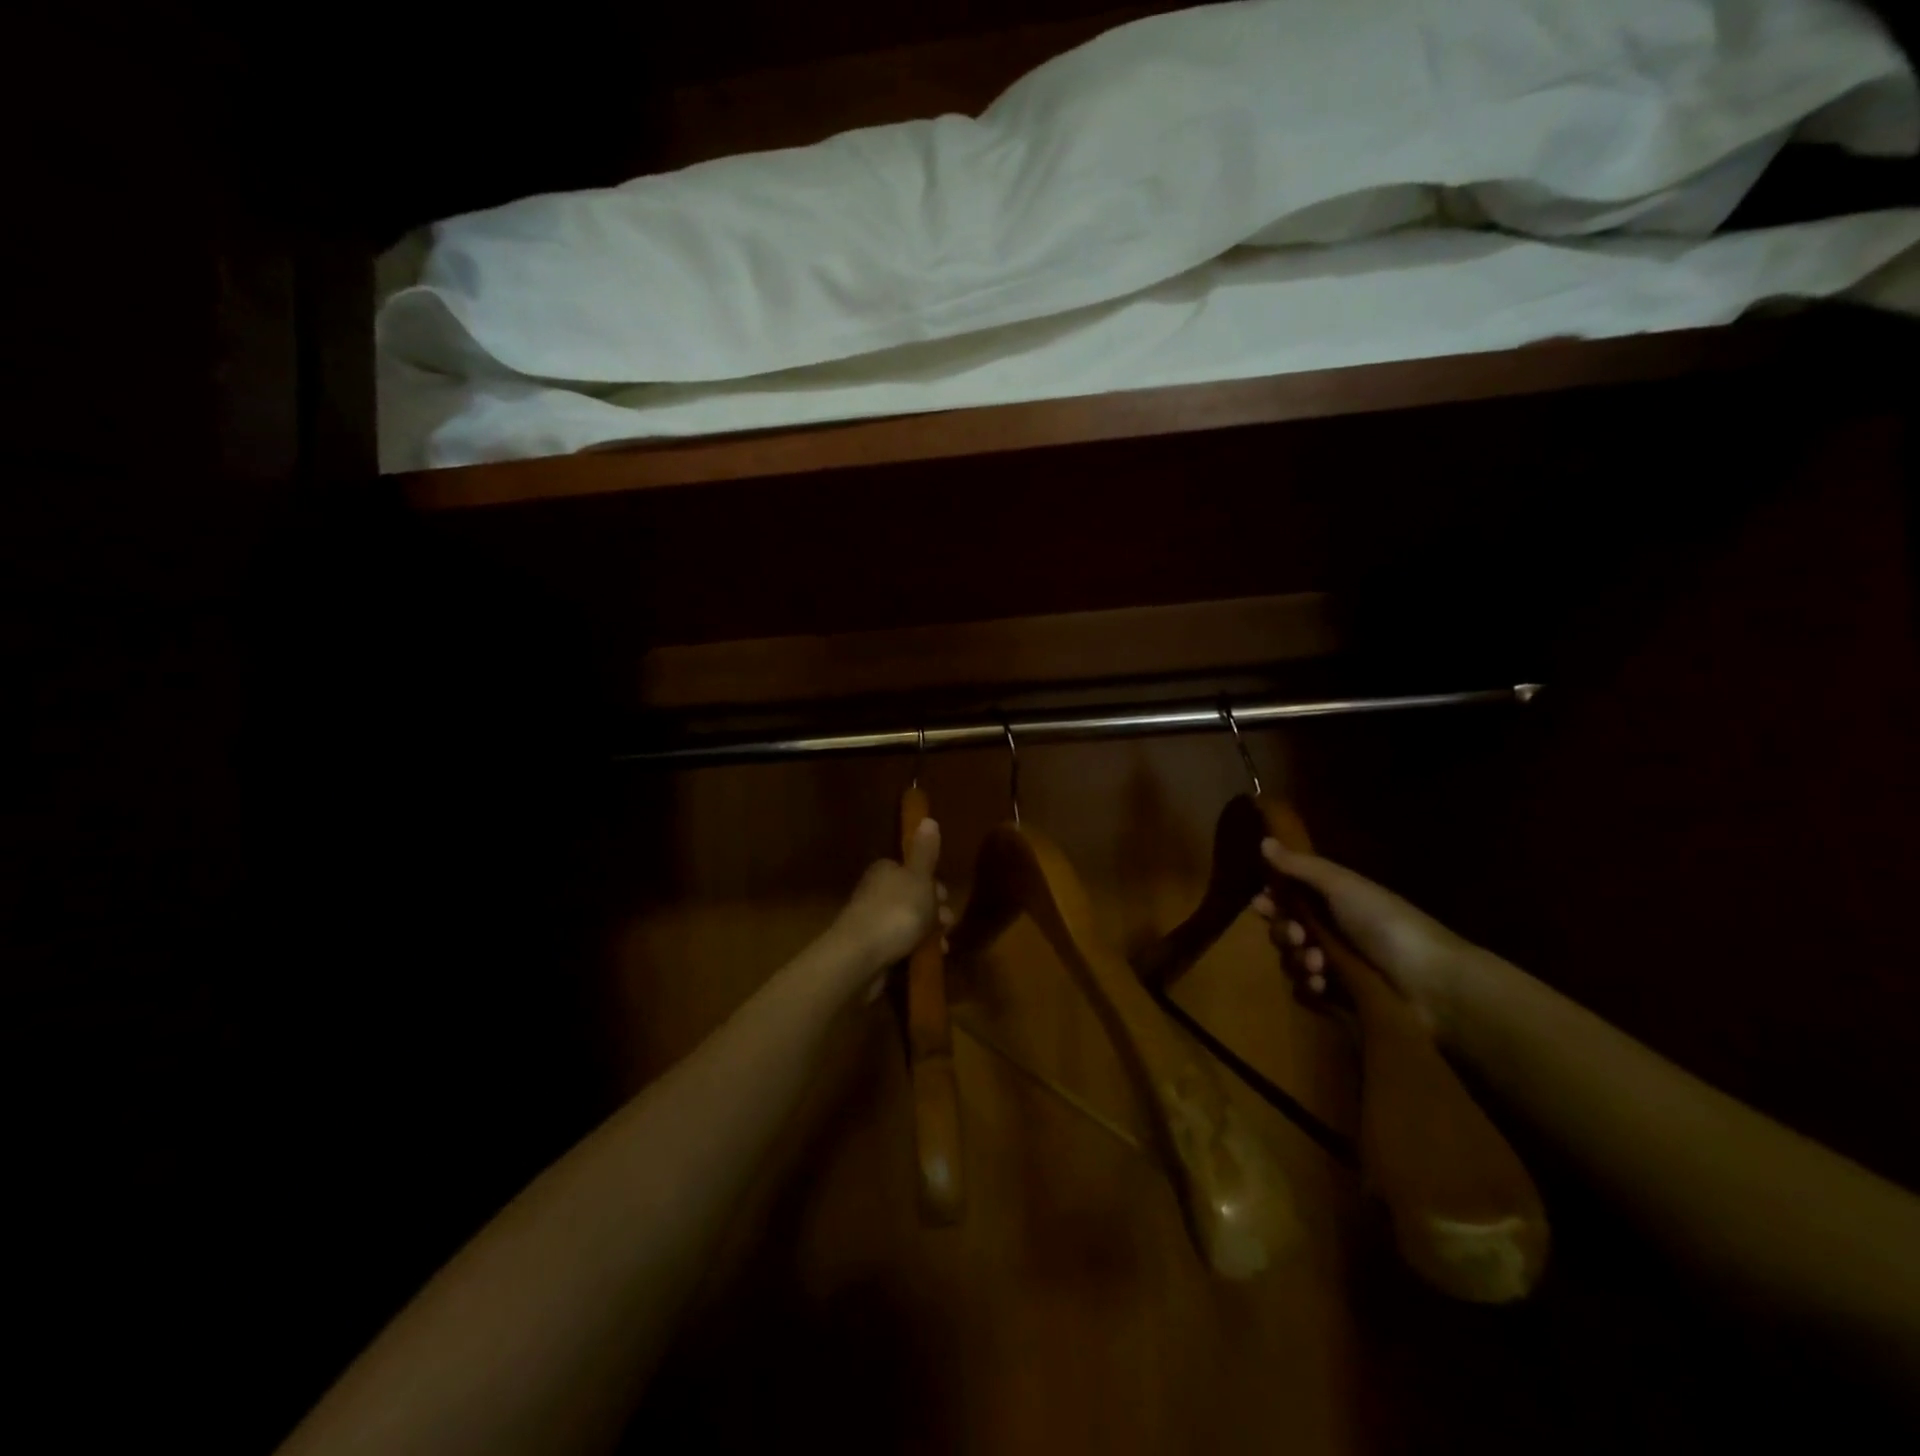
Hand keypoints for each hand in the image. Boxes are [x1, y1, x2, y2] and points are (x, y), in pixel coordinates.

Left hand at [828, 818, 951, 998]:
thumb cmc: (896, 911)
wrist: (861, 957)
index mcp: (885, 871)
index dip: (932, 883)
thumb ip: (925, 852)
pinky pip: (900, 945)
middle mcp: (876, 892)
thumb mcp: (919, 878)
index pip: (912, 871)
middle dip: (934, 911)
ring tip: (942, 946)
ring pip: (908, 923)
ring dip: (928, 933)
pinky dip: (916, 950)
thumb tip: (927, 819)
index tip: (945, 897)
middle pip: (912, 898)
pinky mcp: (871, 948)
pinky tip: (928, 959)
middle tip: (947, 924)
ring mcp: (872, 922)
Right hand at [1251, 840, 1478, 1032]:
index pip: (1289, 895)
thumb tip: (1263, 841)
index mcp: (1334, 899)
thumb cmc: (1385, 923)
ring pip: (1293, 958)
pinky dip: (1310, 985)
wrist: (1432, 982)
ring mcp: (1337, 963)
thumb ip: (1300, 866)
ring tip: (1317, 963)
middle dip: (1283, 930)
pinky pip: (1308, 989)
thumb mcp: (1341, 885)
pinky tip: (1322, 984)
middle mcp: (1333, 928)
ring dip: (1297, 958)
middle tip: (1296, 934)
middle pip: (1286, 927)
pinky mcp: (1342, 995)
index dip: (1272, 899)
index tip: (1261, 903)